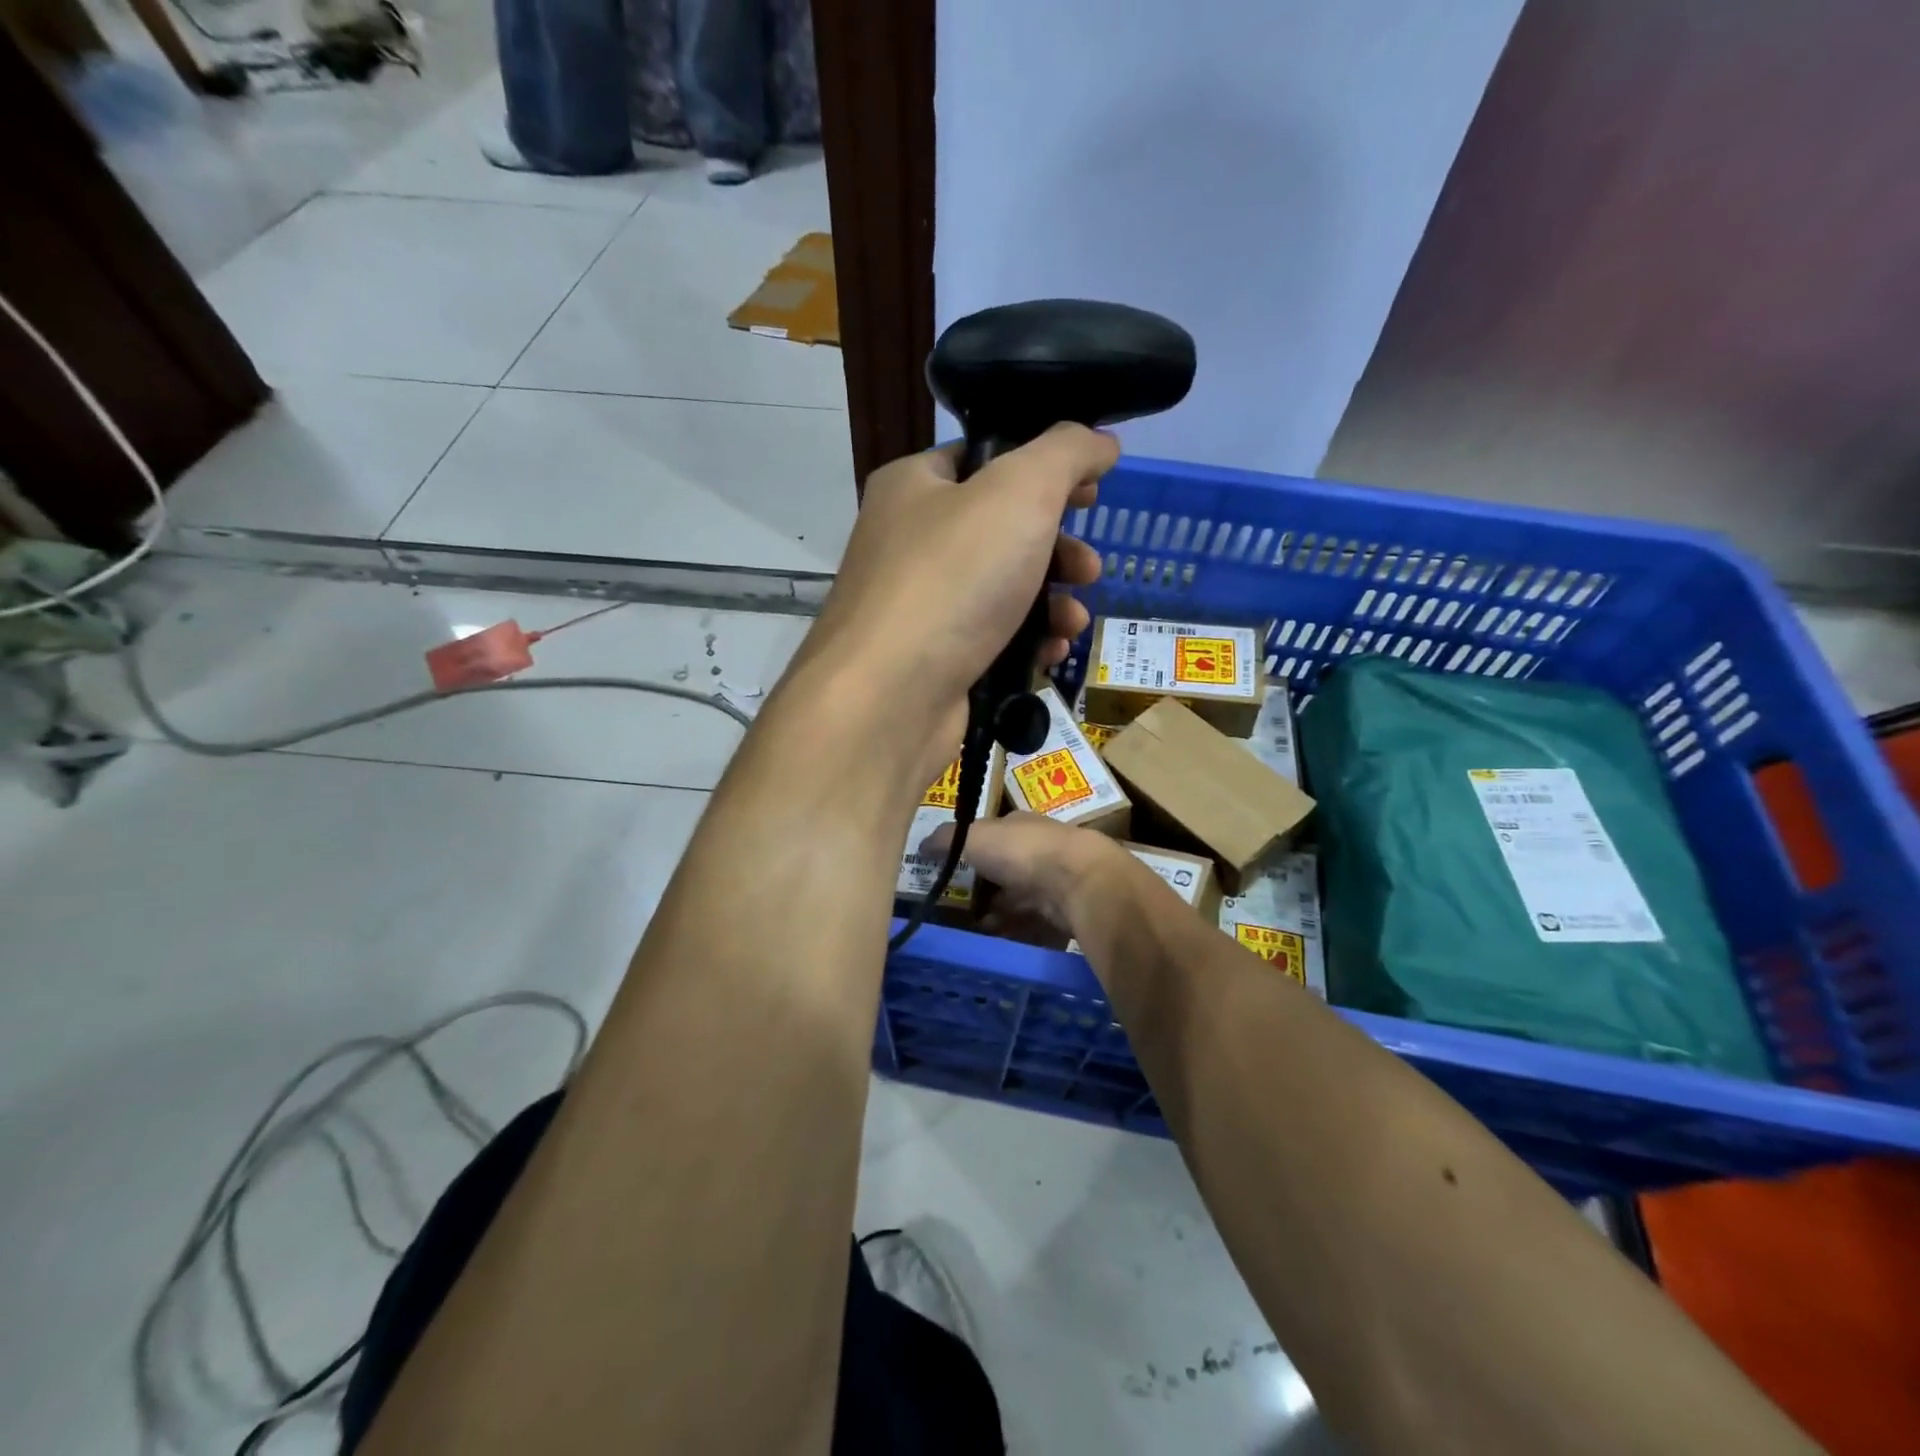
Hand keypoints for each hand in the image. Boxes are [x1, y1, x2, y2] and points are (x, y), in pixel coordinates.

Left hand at [802, 426, 1119, 785]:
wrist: (889, 698)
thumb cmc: (952, 579)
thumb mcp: (1019, 491)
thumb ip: (1066, 453)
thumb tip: (1100, 441)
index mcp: (914, 486)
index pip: (985, 458)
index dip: (1044, 468)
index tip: (1091, 492)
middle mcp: (909, 541)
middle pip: (1002, 531)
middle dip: (1058, 550)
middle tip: (1088, 569)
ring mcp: (918, 606)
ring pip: (1002, 591)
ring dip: (1052, 603)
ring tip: (1073, 622)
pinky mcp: (932, 661)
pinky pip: (991, 640)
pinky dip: (1026, 643)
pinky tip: (1050, 655)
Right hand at [920, 812, 1125, 939]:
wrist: (1076, 881)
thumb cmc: (1021, 851)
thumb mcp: (973, 837)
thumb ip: (945, 840)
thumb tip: (921, 844)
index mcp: (1019, 826)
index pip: (992, 836)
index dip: (970, 852)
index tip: (949, 872)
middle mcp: (1039, 849)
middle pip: (1005, 870)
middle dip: (983, 889)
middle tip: (956, 908)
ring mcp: (1055, 881)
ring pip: (1019, 899)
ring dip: (998, 913)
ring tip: (973, 929)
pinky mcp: (1065, 911)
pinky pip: (1034, 924)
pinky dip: (1016, 931)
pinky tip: (998, 941)